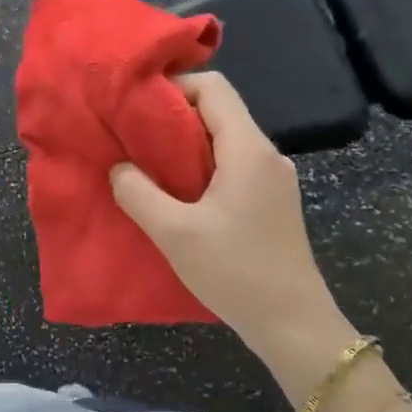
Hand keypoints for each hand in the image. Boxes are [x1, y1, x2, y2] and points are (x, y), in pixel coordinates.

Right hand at [110, 72, 354, 381]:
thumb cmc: (235, 272)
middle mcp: (266, 155)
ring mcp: (272, 179)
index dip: (173, 86)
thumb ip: (138, 194)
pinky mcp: (270, 202)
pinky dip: (200, 167)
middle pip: (218, 111)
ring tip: (145, 163)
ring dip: (184, 145)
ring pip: (224, 140)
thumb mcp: (175, 233)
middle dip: (172, 117)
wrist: (293, 324)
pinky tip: (174, 193)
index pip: (214, 88)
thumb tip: (118, 167)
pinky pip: (231, 166)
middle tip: (131, 135)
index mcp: (248, 149)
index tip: (135, 105)